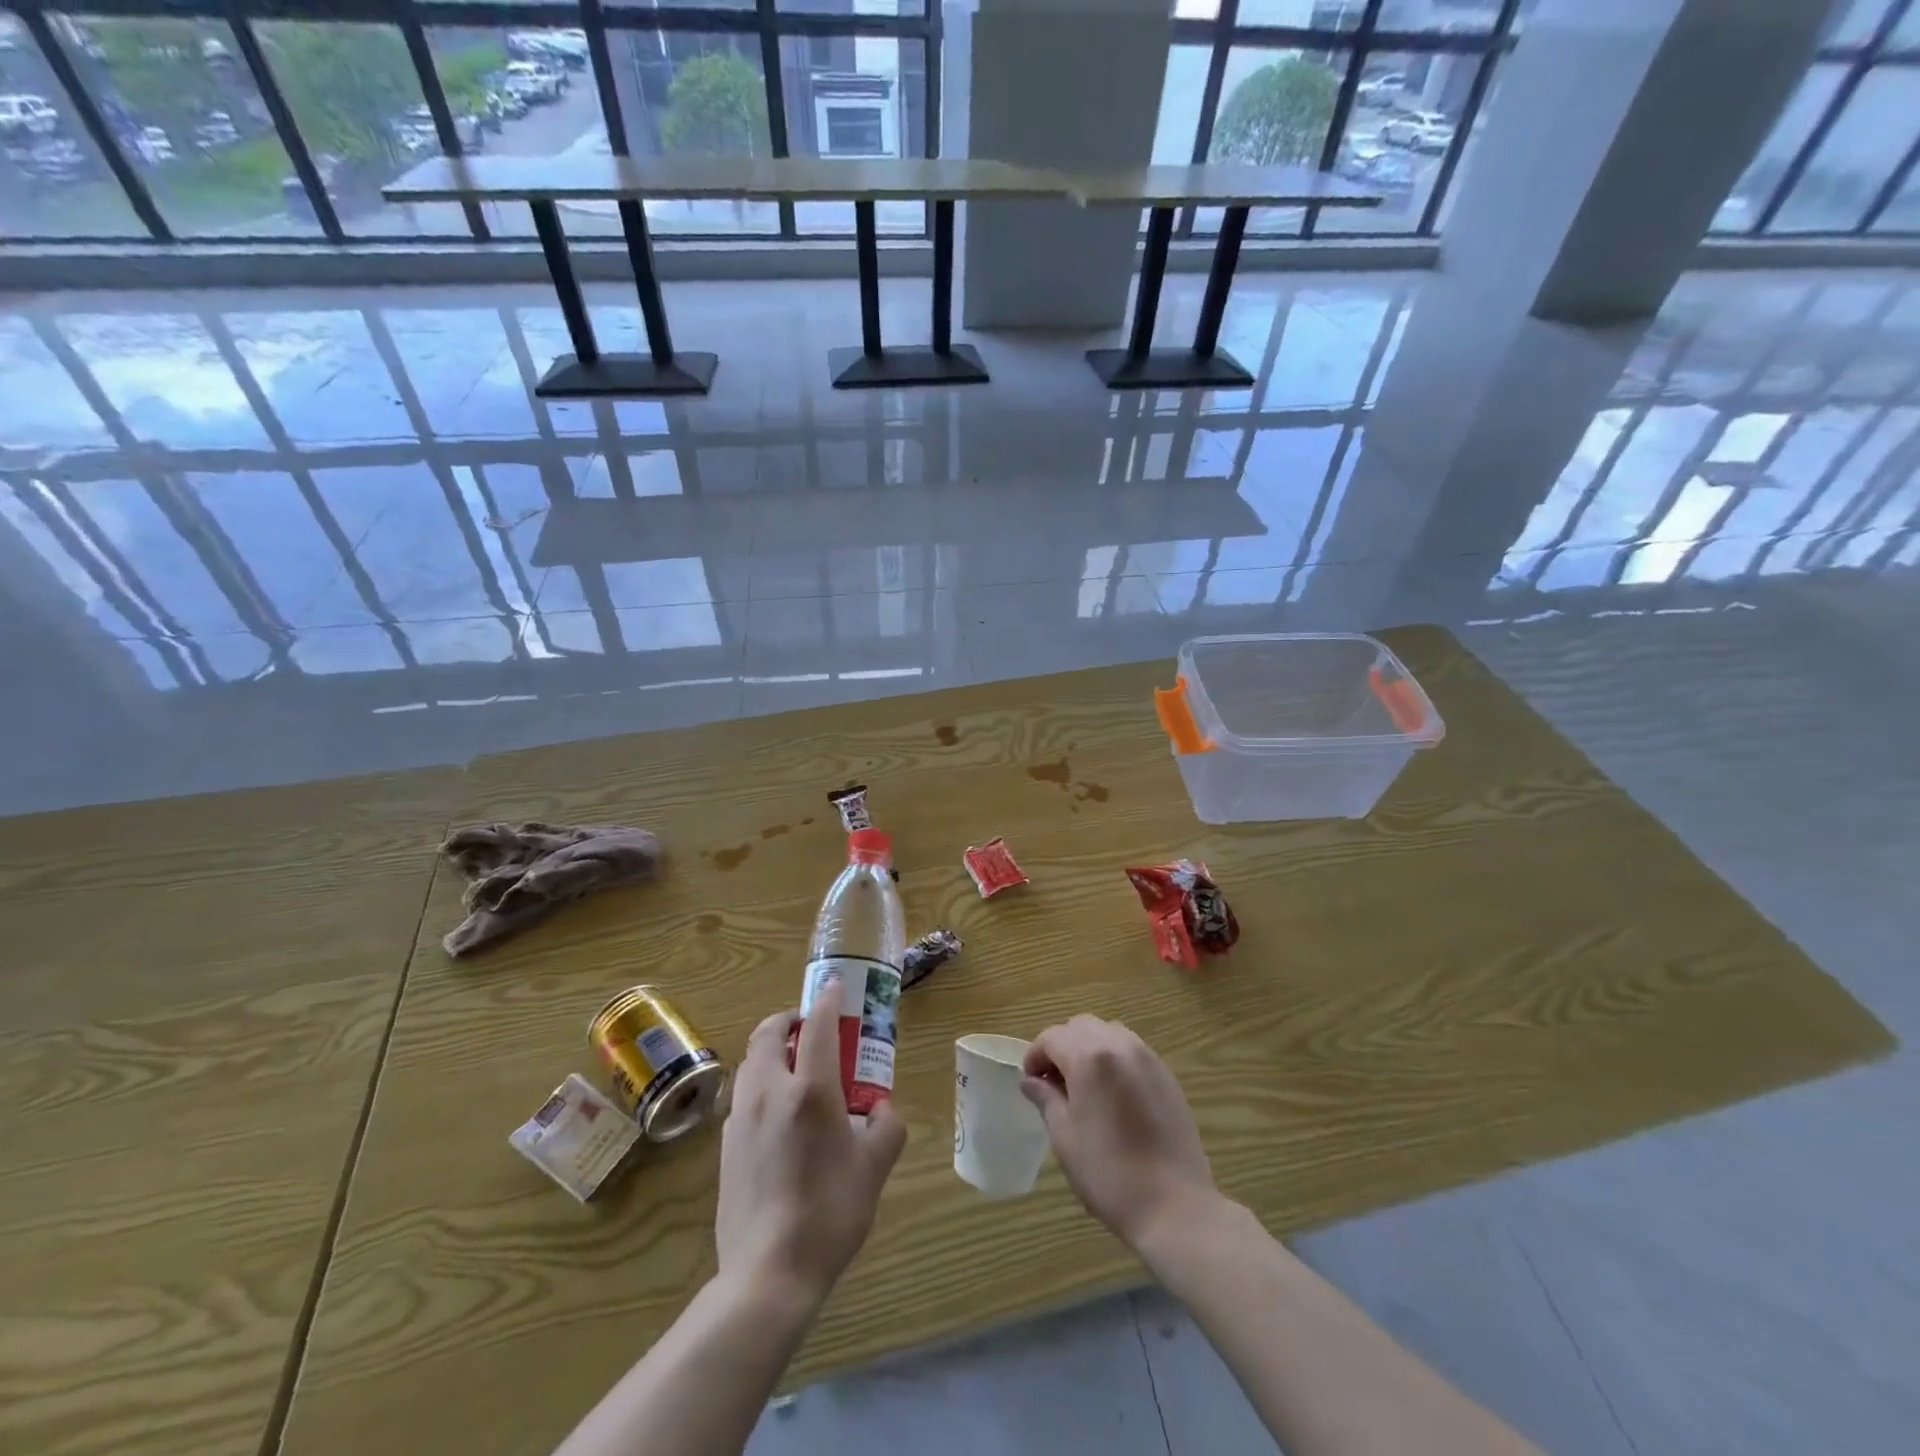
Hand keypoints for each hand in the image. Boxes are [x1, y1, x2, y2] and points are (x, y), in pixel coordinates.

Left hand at [715, 978, 906, 1310]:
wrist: (767, 1275)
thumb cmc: (829, 1213)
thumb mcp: (874, 1168)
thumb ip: (886, 1127)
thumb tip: (882, 1110)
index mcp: (810, 1089)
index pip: (819, 1025)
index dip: (829, 1000)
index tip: (836, 986)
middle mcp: (770, 1091)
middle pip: (770, 1033)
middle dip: (790, 1019)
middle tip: (812, 1029)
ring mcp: (741, 1118)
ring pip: (751, 1062)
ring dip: (772, 1049)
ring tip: (796, 1067)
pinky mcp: (725, 1145)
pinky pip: (743, 1095)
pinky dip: (761, 1083)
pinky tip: (779, 1114)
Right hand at [1021, 1015, 1217, 1251]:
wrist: (1174, 1205)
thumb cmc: (1108, 1173)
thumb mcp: (1065, 1137)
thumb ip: (1046, 1099)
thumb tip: (1031, 1080)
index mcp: (1089, 1057)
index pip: (1052, 1037)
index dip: (1035, 1055)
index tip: (1030, 1082)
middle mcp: (1119, 1045)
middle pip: (1080, 1027)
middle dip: (1061, 1046)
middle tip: (1053, 1082)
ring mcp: (1147, 1057)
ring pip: (1108, 1033)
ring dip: (1089, 1048)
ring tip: (1083, 1086)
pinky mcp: (1166, 1074)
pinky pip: (1132, 1050)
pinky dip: (1114, 1059)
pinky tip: (1113, 1095)